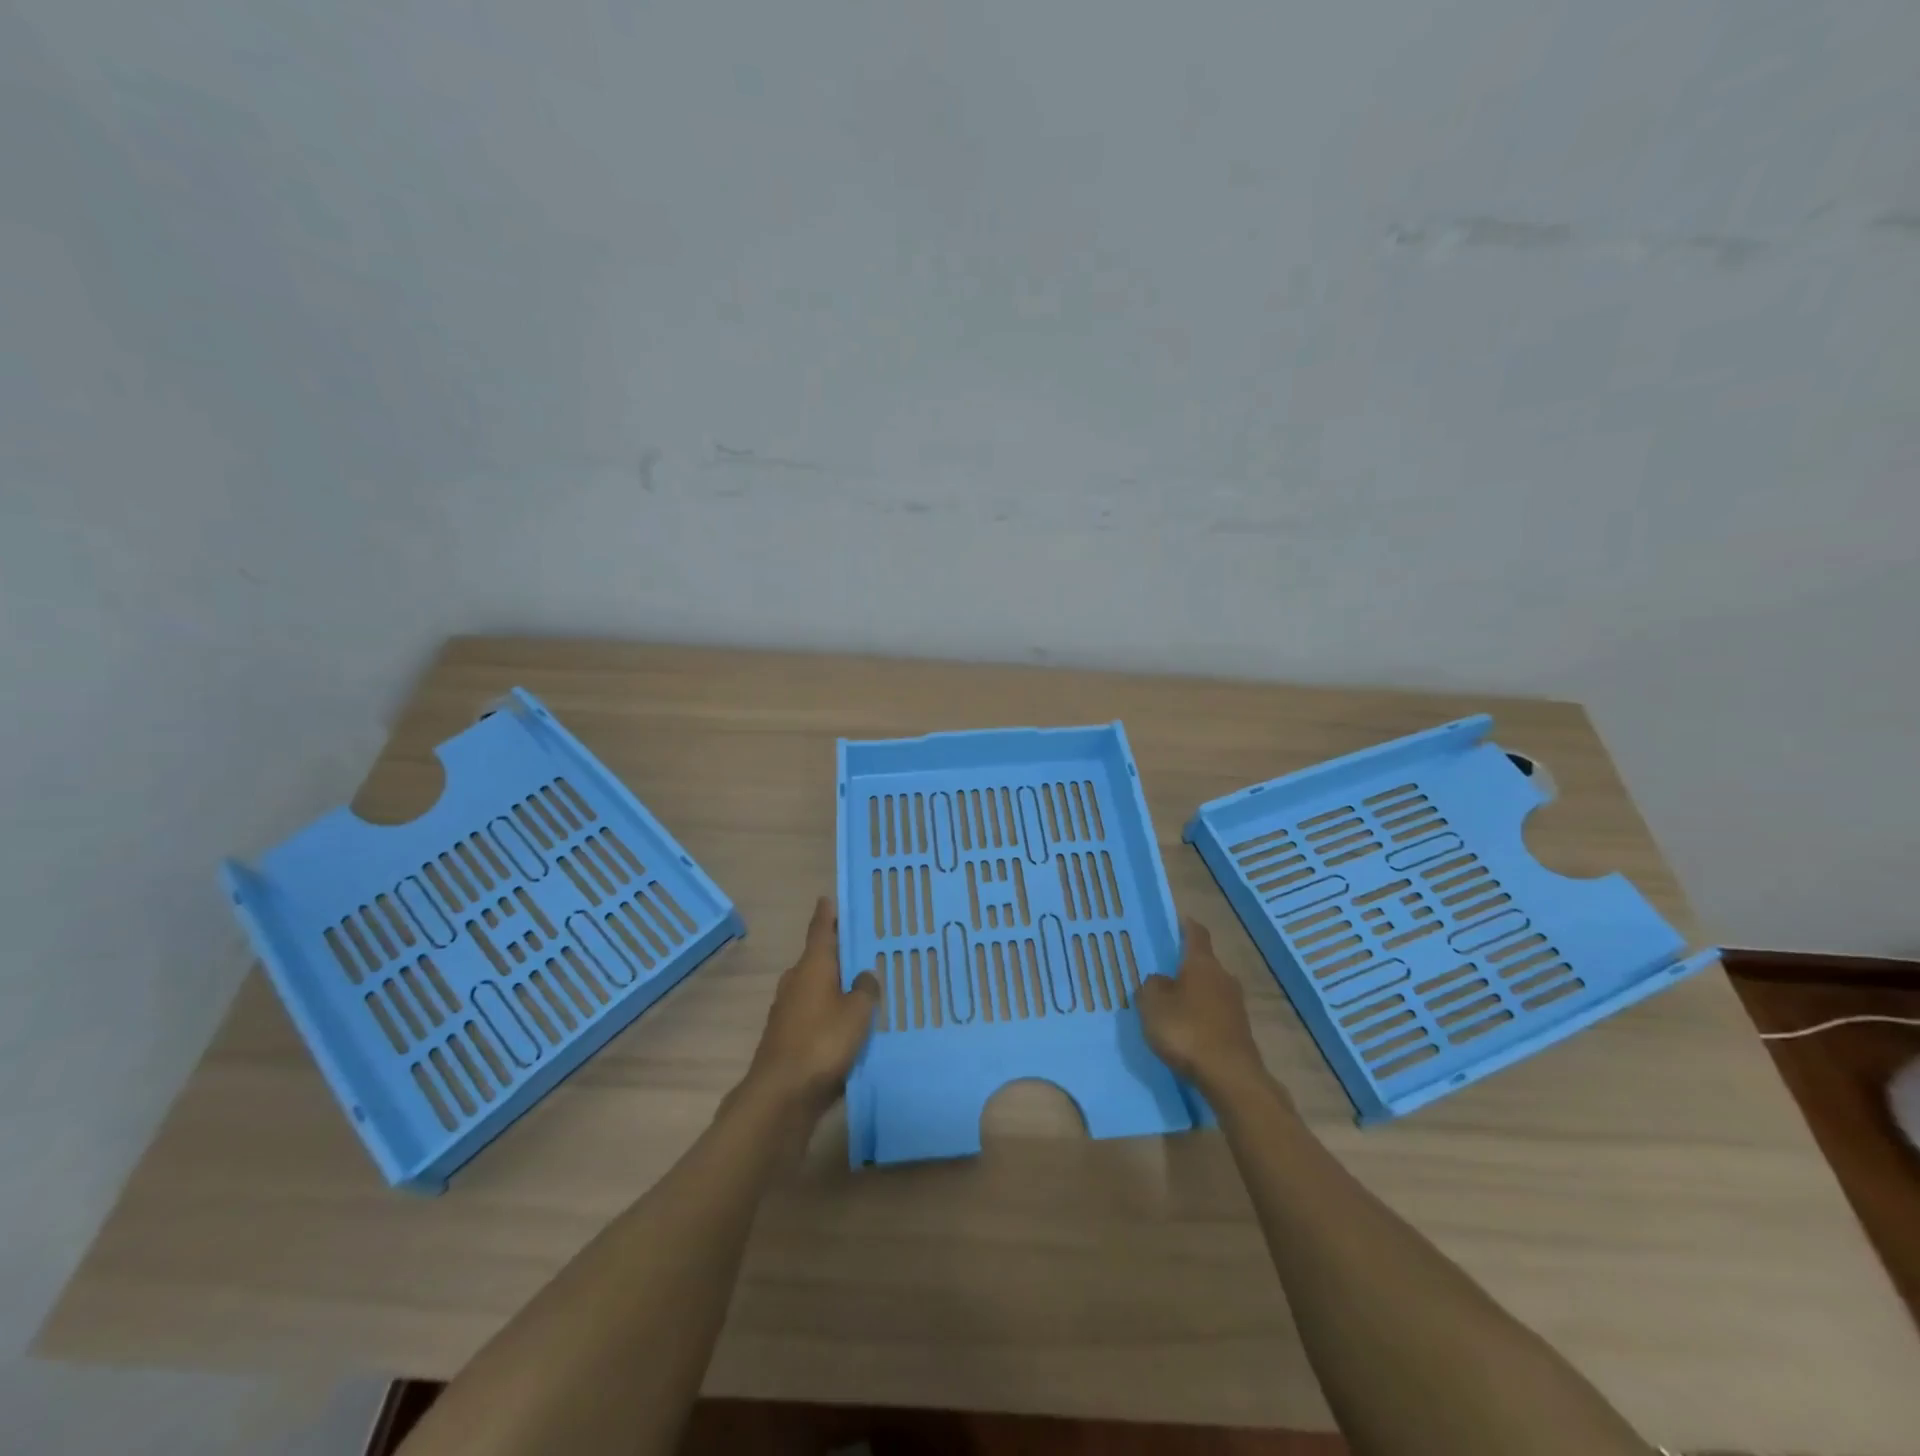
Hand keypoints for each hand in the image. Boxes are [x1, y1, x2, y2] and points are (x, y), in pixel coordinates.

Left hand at [740, 897, 879, 1118]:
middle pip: (817, 960)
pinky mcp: (787, 1038)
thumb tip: (865, 975)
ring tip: (861, 988)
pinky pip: (813, 1015)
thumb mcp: (857, 1012)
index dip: (827, 915)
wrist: (781, 1095)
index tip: (828, 898)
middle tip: (862, 949)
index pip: (820, 931)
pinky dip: (829, 1013)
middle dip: (836, 954)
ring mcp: (787, 1011)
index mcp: (812, 967)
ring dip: (834, 986)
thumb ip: (866, 989)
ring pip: (815, 989)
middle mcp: (795, 982)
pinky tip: (848, 1026)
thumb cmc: (822, 1042)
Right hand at [1137, 918, 1272, 1098]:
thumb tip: (1161, 980)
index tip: (1178, 921)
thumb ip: (1151, 986)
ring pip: (1211, 989)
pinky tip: (1188, 1030)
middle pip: (1204, 963)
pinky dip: (1202, 1015)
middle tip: (1164, 973)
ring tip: (1173, 1004)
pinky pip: (1216, 1013)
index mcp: (1202, 964)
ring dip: (1194, 993)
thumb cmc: (1186, 1030)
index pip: (1196, 934)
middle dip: (1186, 966)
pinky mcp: (1240, 1030)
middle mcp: (1223, 977)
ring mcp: (1236, 1005)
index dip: (1186, 926)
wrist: (1230, 1076)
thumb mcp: (1152, 1005)